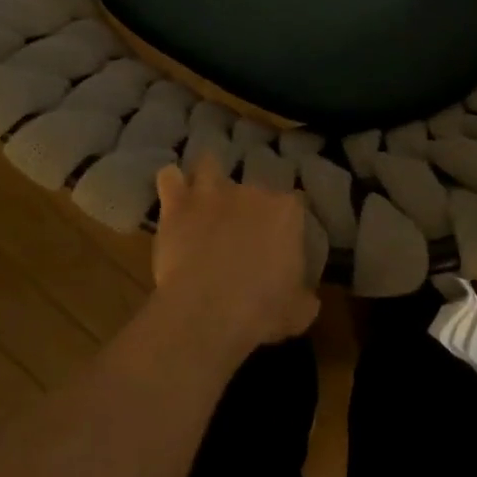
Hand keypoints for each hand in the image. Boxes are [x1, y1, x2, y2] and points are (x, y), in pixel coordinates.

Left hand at [152, 156, 318, 350]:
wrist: (209, 308)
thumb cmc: (262, 310)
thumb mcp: (298, 312)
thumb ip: (304, 297)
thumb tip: (308, 298)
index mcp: (285, 213)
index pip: (294, 202)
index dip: (287, 219)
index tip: (281, 239)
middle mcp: (251, 192)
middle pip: (253, 185)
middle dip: (247, 203)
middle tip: (240, 229)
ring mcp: (212, 193)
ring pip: (209, 165)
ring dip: (207, 176)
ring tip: (203, 194)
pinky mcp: (177, 204)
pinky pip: (169, 178)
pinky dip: (170, 183)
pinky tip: (172, 195)